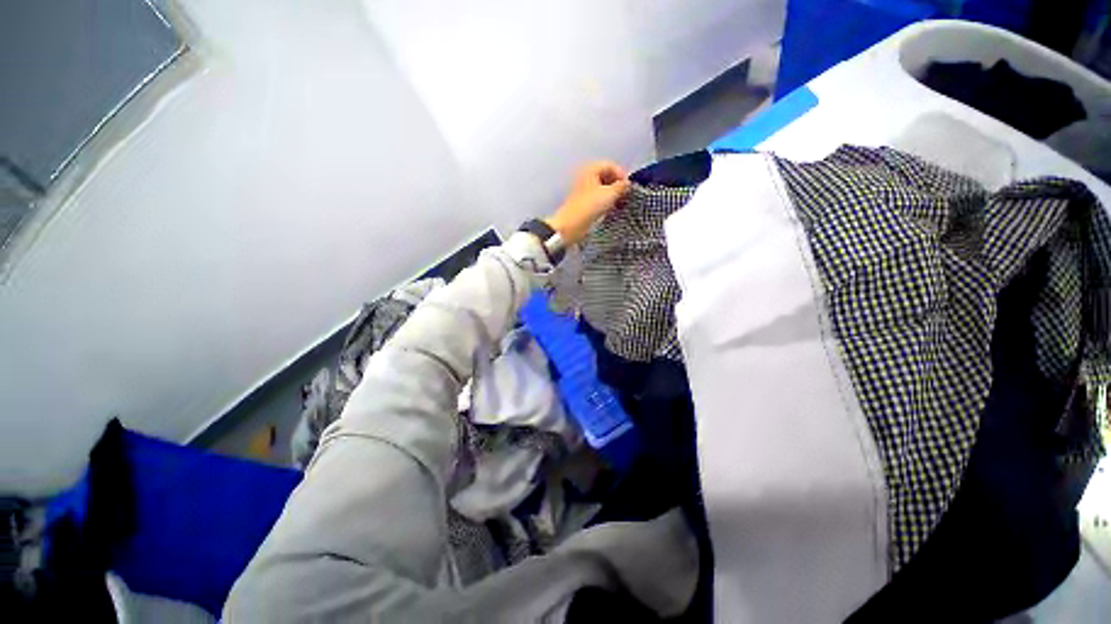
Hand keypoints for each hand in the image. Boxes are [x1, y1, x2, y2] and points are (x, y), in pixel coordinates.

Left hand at [545, 161, 630, 245]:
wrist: (572, 225)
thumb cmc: (588, 207)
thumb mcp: (610, 194)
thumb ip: (621, 187)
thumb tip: (627, 184)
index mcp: (590, 169)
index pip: (610, 165)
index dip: (621, 175)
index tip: (627, 186)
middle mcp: (586, 177)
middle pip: (606, 176)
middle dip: (616, 184)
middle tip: (624, 194)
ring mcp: (584, 191)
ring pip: (602, 188)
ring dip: (612, 194)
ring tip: (618, 203)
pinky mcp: (583, 203)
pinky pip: (597, 198)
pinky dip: (605, 202)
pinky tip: (609, 209)